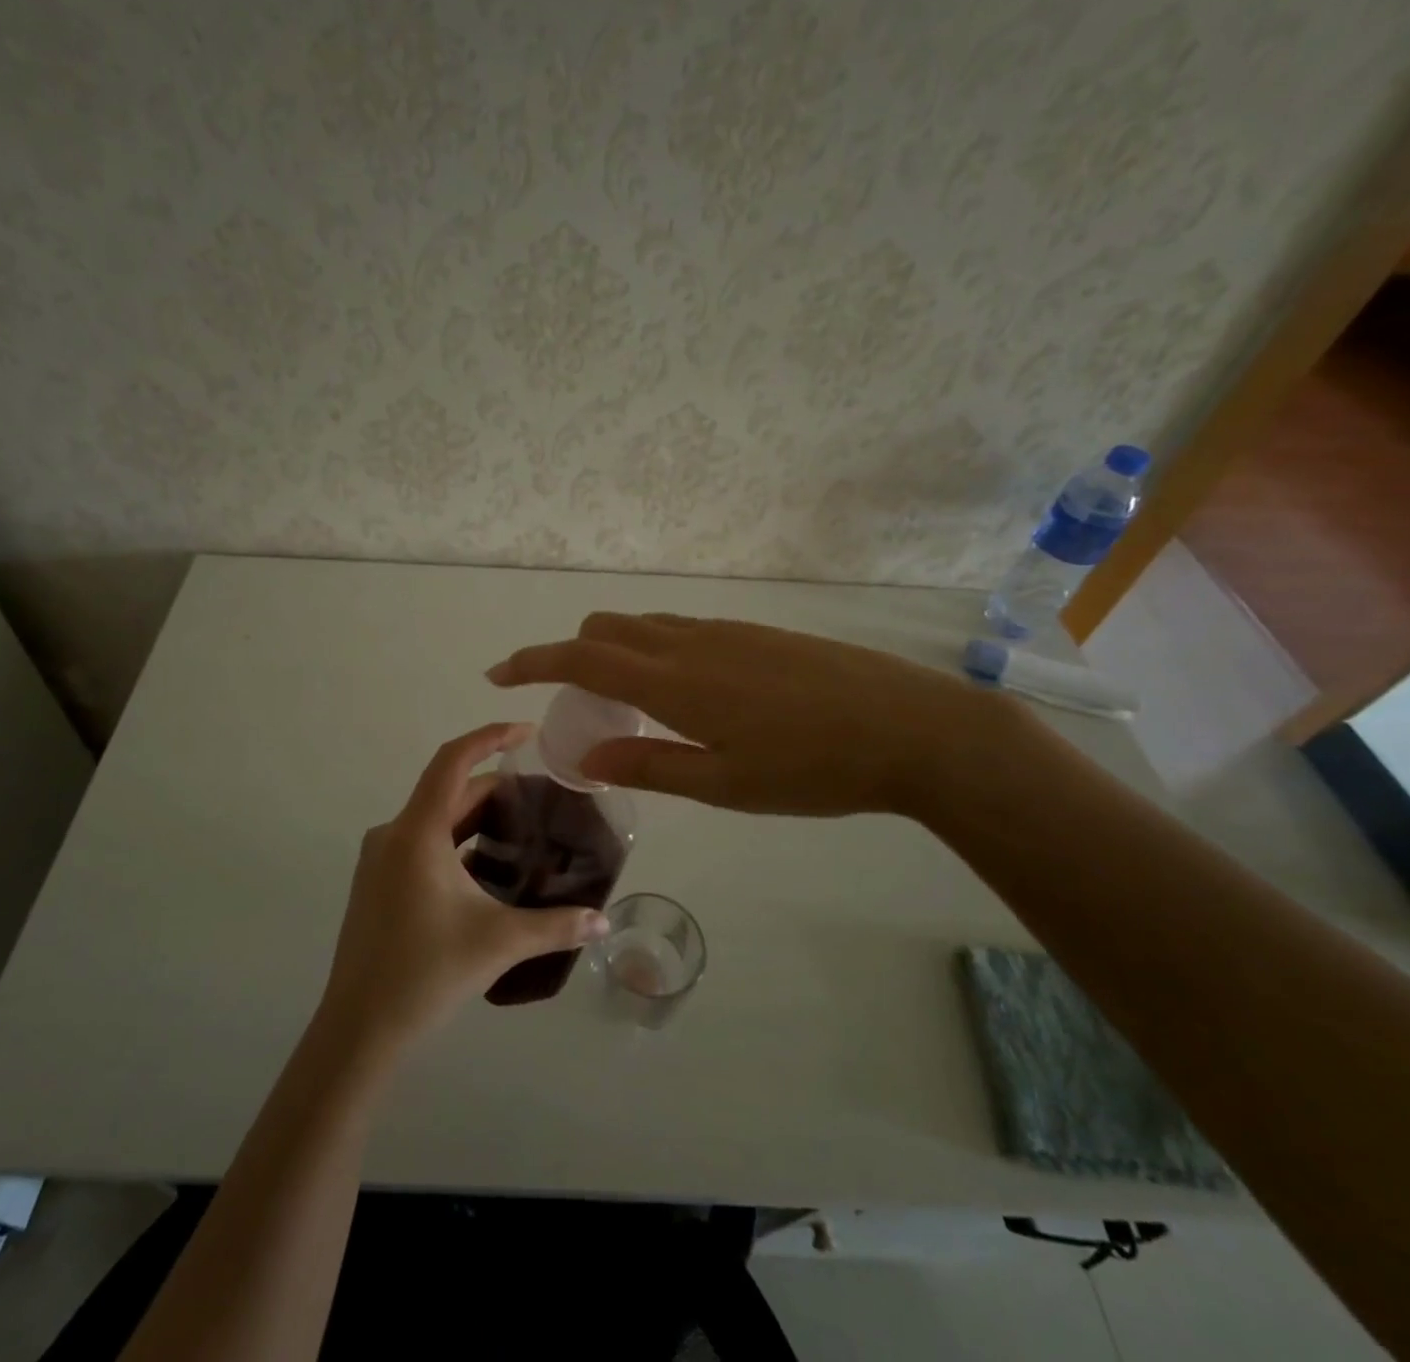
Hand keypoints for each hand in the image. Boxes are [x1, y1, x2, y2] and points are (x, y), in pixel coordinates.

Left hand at [319, 722, 610, 1053]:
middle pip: (449, 791)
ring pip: (435, 819)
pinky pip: (421, 843)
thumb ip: (556, 926)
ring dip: (476, 818)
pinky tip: (486, 869)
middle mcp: (393, 834)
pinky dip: (456, 842)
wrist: (358, 1030)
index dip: (490, 737)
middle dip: (495, 788)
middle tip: (543, 797)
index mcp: (417, 832)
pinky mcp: (376, 882)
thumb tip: (604, 922)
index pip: (453, 760)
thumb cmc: (425, 974)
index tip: (528, 733)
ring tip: (523, 831)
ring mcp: (379, 859)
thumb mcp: (498, 943)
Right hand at [486, 613, 1025, 817]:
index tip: (496, 673)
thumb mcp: (723, 784)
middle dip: (572, 656)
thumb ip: (647, 765)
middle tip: (580, 708)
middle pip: (605, 628)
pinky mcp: (755, 632)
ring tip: (633, 709)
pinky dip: (655, 651)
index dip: (531, 662)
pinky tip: (688, 695)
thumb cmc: (812, 768)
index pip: (579, 658)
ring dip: (616, 654)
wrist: (912, 728)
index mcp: (672, 681)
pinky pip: (680, 629)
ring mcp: (724, 631)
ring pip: (644, 625)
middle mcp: (689, 642)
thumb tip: (583, 757)